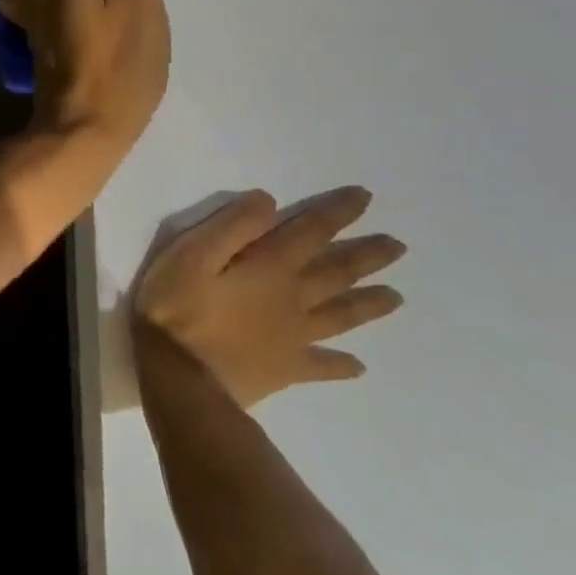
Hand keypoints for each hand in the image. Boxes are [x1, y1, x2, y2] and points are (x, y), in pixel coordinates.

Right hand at [133, 188, 405, 410]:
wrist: (179, 378)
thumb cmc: (177, 306)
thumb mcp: (192, 252)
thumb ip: (233, 225)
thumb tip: (270, 202)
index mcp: (270, 267)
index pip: (311, 232)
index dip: (338, 213)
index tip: (366, 197)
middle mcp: (292, 299)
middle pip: (337, 273)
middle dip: (367, 255)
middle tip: (398, 246)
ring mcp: (293, 338)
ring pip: (340, 316)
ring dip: (369, 303)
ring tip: (397, 297)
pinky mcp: (284, 369)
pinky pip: (321, 366)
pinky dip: (342, 365)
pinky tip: (358, 366)